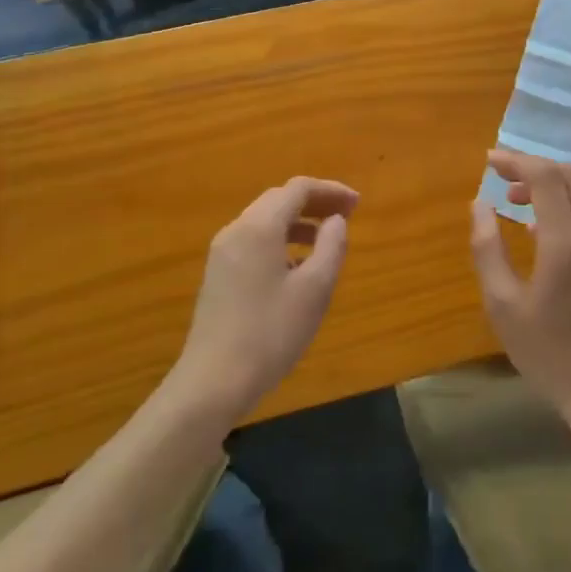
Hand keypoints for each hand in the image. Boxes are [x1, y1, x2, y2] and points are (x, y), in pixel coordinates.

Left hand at [170, 177, 357, 424]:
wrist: (212, 382)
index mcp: (259, 227)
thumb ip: (331, 247)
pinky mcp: (218, 275)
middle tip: (346, 216)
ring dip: (298, 222)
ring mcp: (222, 254)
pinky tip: (296, 268)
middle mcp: (236, 231)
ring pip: (265, 221)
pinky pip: (254, 242)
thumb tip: (336, 221)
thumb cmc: (270, 333)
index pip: (298, 189)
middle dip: (314, 203)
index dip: (331, 190)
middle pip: (279, 200)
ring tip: (326, 241)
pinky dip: (280, 240)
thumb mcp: (315, 289)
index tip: (358, 205)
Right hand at [469, 150, 570, 431]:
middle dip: (534, 167)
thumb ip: (487, 248)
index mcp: (565, 243)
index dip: (516, 161)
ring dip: (550, 187)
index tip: (489, 161)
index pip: (545, 177)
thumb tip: (479, 204)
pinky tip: (541, 235)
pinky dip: (565, 208)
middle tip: (503, 180)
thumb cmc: (547, 351)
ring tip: (516, 205)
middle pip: (570, 175)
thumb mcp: (503, 304)